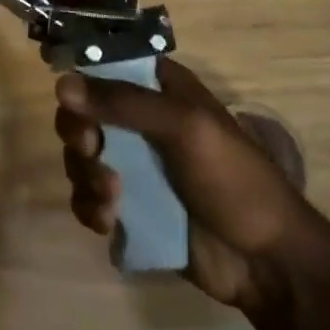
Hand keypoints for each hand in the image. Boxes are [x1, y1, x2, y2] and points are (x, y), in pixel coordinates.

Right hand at [55, 57, 329, 313]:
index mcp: (158, 89)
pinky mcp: (129, 208)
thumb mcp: (184, 126)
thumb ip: (122, 102)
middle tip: (92, 151)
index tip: (70, 98)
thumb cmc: (234, 179)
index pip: (104, 66)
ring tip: (111, 199)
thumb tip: (62, 84)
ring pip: (81, 156)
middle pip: (83, 111)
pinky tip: (108, 222)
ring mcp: (133, 166)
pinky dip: (89, 206)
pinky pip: (89, 198)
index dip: (81, 77)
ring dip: (85, 174)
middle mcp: (140, 121)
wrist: (267, 263)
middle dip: (79, 132)